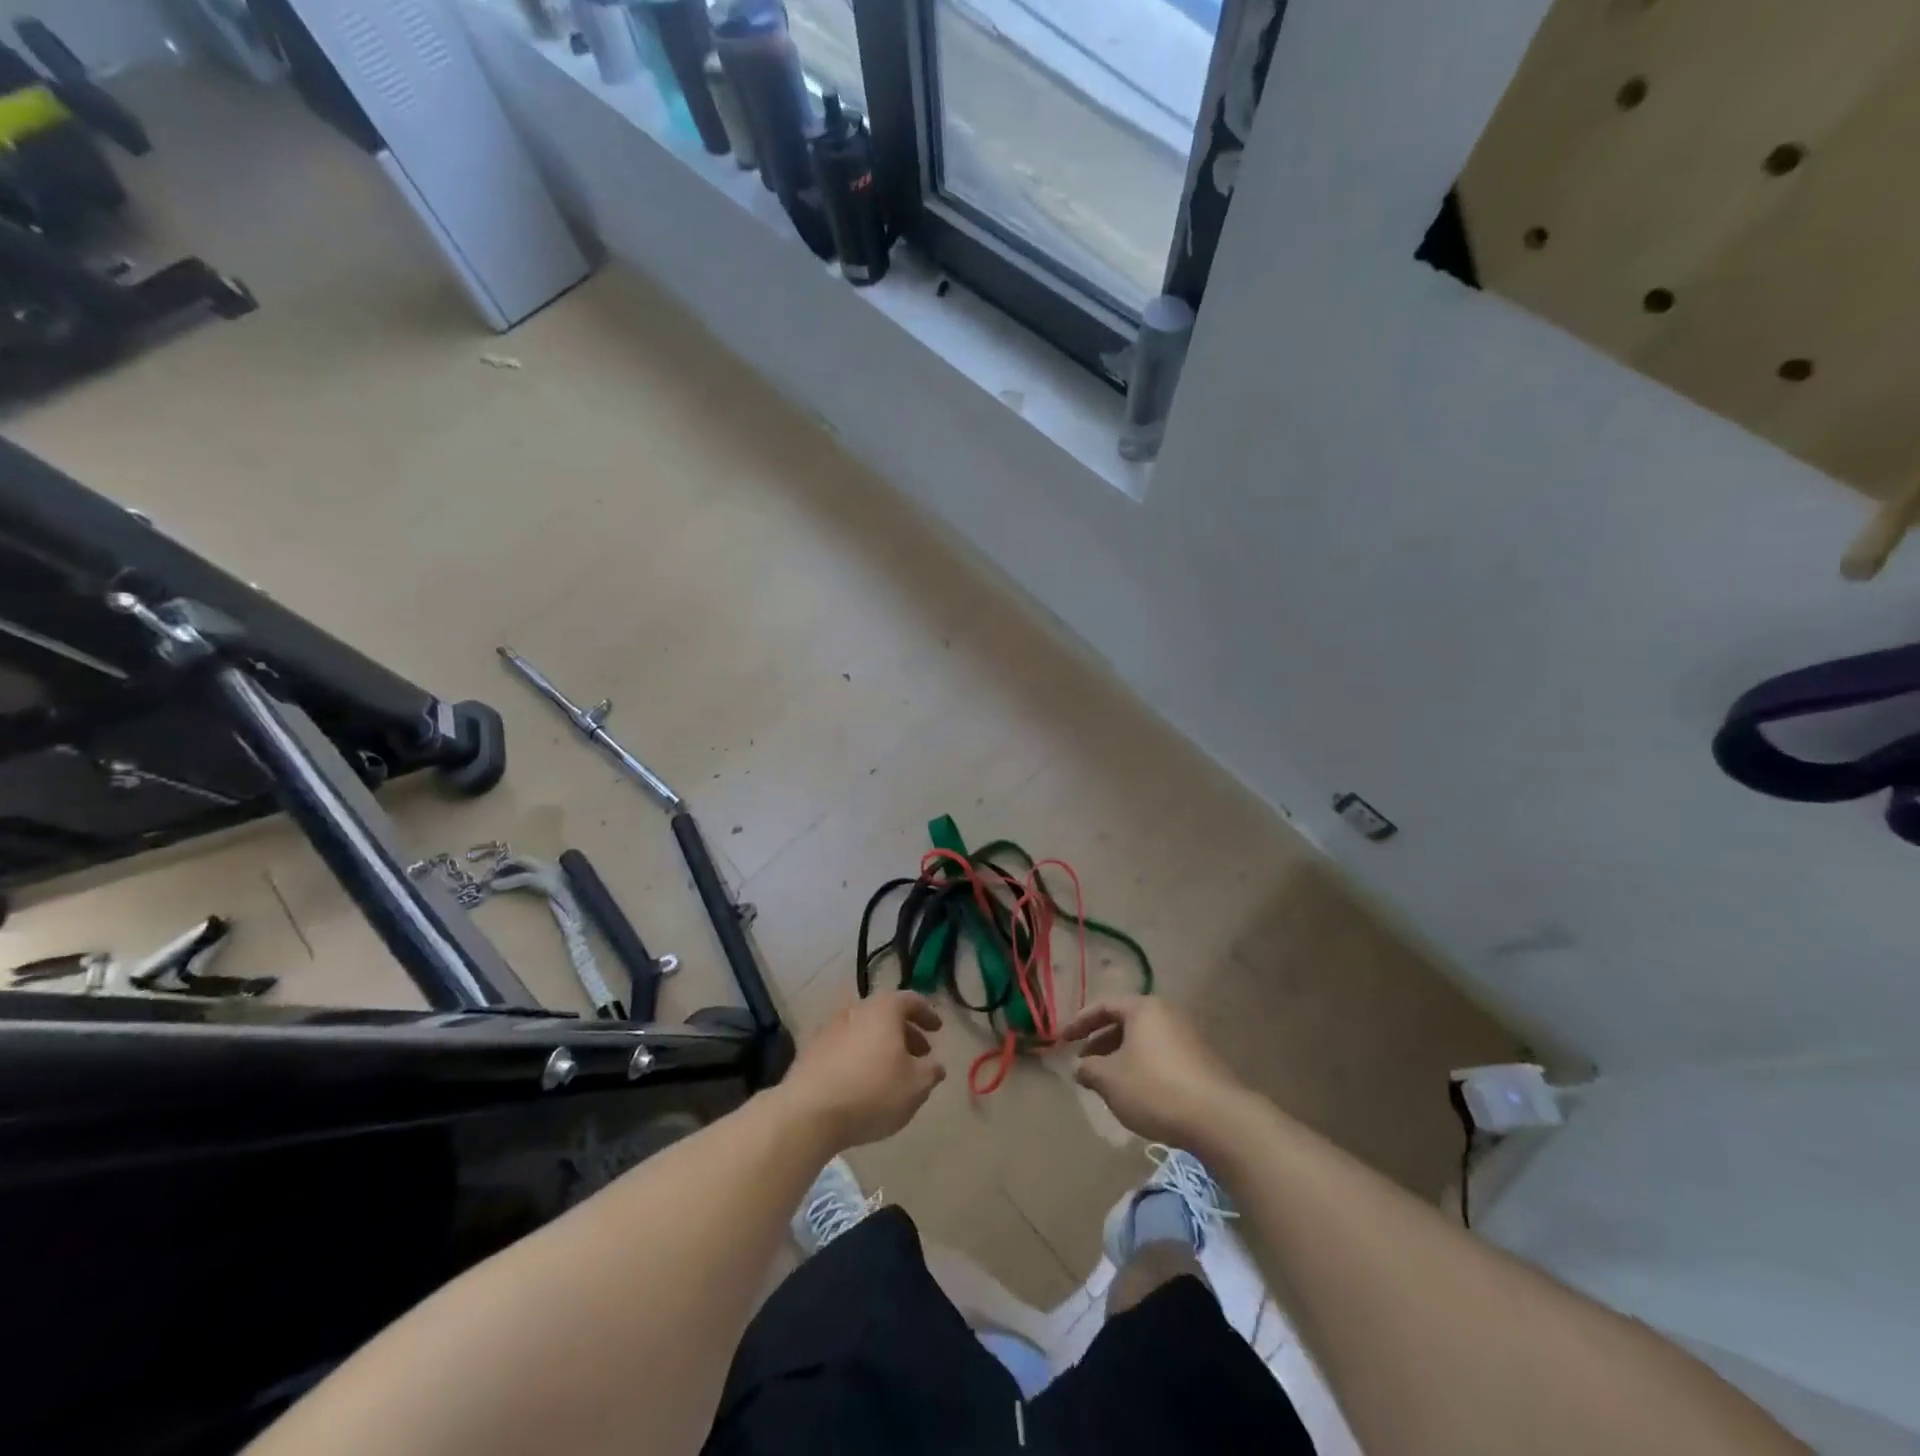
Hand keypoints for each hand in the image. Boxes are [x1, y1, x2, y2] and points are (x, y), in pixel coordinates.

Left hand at [781, 991, 946, 1150]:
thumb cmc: (872, 1092)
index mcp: (883, 1009)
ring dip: (880, 1045)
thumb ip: (931, 1071)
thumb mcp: (916, 1086)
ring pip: (863, 1030)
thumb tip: (935, 1065)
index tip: (937, 1029)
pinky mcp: (810, 1050)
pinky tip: (861, 1080)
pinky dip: (857, 1056)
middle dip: (905, 1032)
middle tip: (919, 1055)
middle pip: (885, 1014)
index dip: (927, 1013)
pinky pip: (843, 1046)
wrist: (808, 1113)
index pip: (911, 1000)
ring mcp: (829, 1028)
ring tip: (891, 1071)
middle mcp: (855, 1009)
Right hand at [1061, 996, 1247, 1146]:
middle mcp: (1166, 1014)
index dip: (1080, 1021)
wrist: (1218, 1118)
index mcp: (1143, 1008)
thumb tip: (1080, 1067)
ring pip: (1143, 1040)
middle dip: (1101, 1041)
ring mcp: (1186, 1036)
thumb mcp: (1110, 1080)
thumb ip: (1089, 1069)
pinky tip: (1136, 1092)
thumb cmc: (1155, 1089)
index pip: (1104, 1005)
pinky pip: (1160, 1054)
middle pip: (1125, 1021)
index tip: (1063, 1040)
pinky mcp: (1199, 1060)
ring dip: (1120, 1056)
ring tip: (1107, 1081)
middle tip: (1085, 1062)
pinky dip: (1141, 1066)